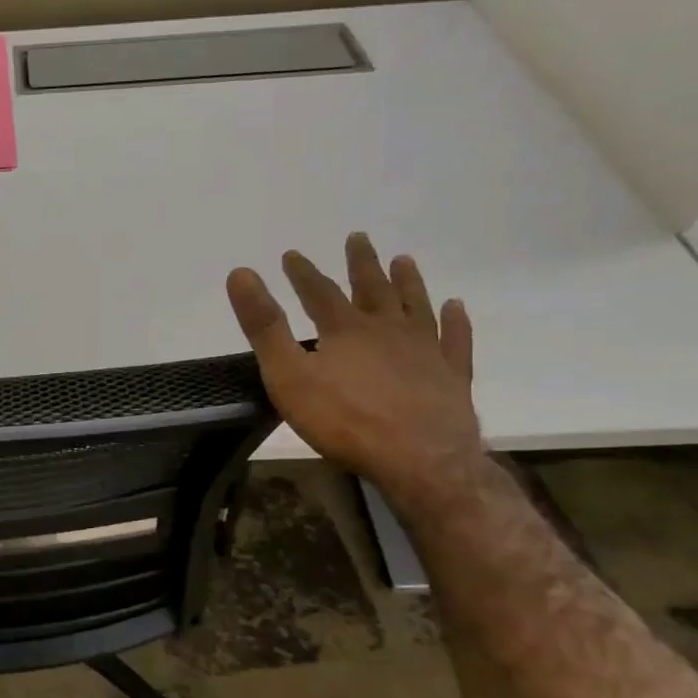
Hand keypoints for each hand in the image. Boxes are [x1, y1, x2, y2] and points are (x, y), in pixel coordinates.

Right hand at [227, 233, 482, 509]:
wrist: (421, 460)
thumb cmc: (344, 420)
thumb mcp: (288, 375)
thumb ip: (264, 326)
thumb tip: (241, 273)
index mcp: (345, 330)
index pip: (319, 291)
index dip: (303, 272)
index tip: (291, 254)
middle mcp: (387, 330)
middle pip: (372, 289)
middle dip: (361, 264)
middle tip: (358, 238)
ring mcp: (425, 351)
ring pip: (415, 306)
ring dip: (408, 282)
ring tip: (404, 260)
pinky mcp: (452, 376)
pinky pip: (455, 340)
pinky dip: (455, 322)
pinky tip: (456, 308)